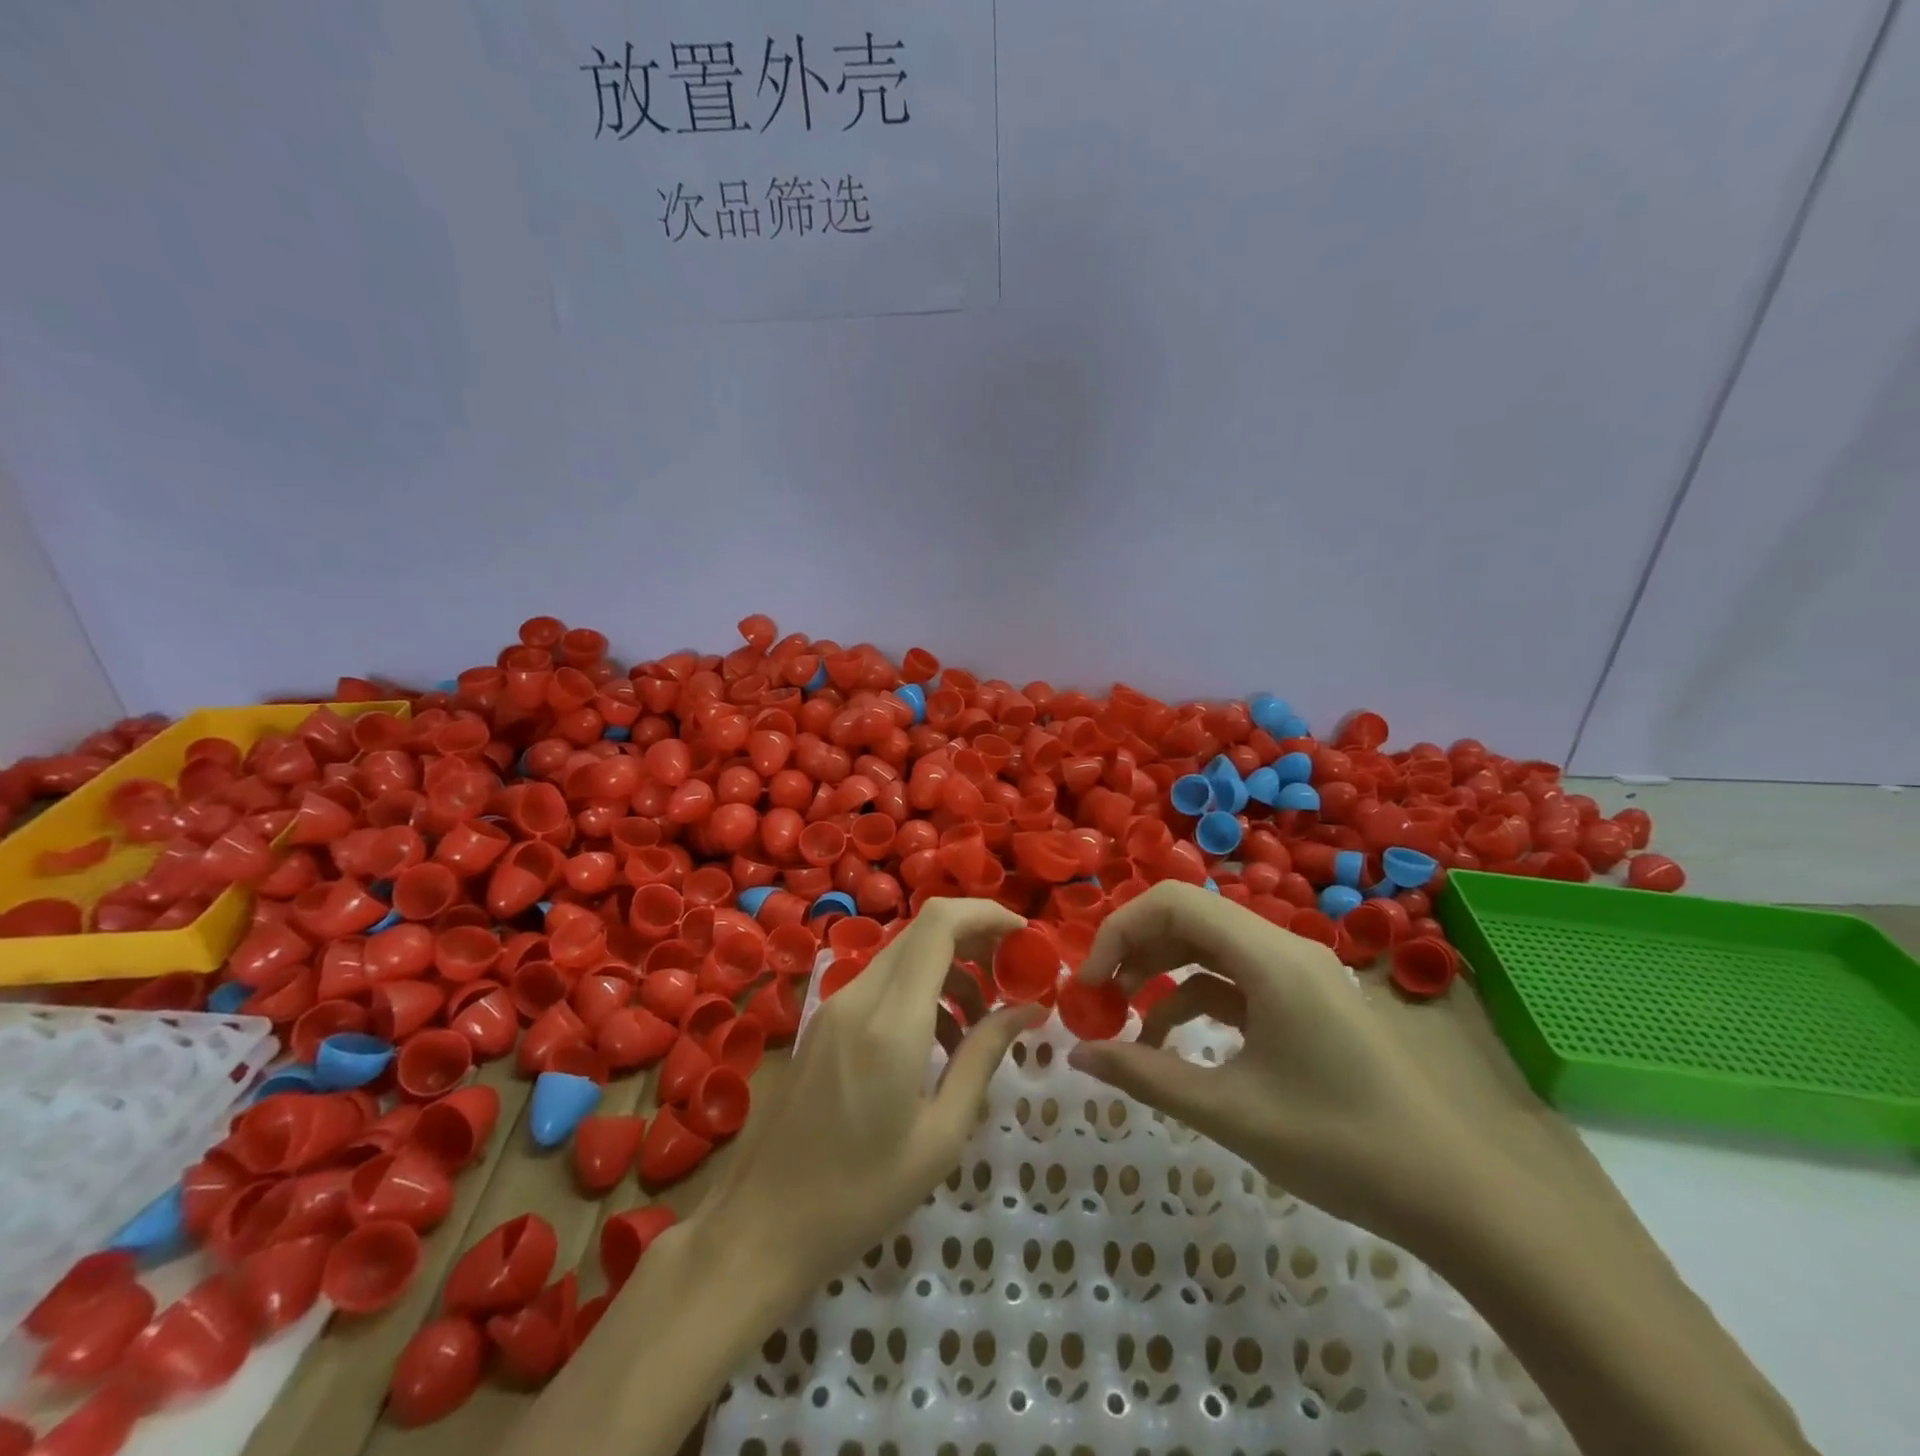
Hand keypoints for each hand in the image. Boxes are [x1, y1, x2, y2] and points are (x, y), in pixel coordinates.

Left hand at [698, 898, 1041, 1298]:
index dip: (985, 913)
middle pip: (923, 932)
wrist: (760, 1226)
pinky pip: (881, 984)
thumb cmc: (860, 1195)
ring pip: (903, 957)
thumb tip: (1028, 1009)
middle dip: (974, 940)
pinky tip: (937, 1042)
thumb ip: (984, 1058)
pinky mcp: (823, 1023)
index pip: (939, 924)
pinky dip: (920, 992)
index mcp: (891, 1021)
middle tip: (1012, 977)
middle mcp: (859, 997)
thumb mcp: (940, 1135)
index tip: (1024, 936)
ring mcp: (834, 1007)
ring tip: (981, 1023)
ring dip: (948, 971)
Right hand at [1068, 881, 1483, 1245]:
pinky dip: (1194, 998)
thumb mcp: (1230, 1112)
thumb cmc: (1340, 1145)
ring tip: (1123, 1017)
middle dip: (1135, 950)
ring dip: (1161, 973)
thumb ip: (1146, 1075)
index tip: (1089, 984)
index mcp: (1268, 958)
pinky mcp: (1305, 1001)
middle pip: (1189, 917)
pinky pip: (1235, 979)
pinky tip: (1170, 1041)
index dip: (1120, 931)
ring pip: (1210, 947)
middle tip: (1098, 998)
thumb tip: (1078, 1053)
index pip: (1174, 903)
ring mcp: (1297, 973)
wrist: (1458, 1194)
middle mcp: (1283, 948)